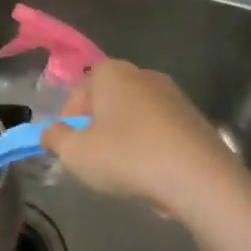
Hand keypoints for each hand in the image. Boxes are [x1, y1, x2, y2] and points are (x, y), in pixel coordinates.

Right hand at [41, 60, 250, 218]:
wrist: (200, 178)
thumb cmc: (127, 156)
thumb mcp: (76, 153)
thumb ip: (55, 139)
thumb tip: (50, 133)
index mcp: (110, 72)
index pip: (78, 94)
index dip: (68, 123)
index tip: (70, 150)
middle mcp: (142, 74)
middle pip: (108, 102)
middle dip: (98, 129)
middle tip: (95, 161)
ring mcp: (173, 95)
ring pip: (135, 117)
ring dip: (125, 139)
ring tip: (125, 173)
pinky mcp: (196, 119)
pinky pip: (161, 132)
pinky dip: (152, 149)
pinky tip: (154, 175)